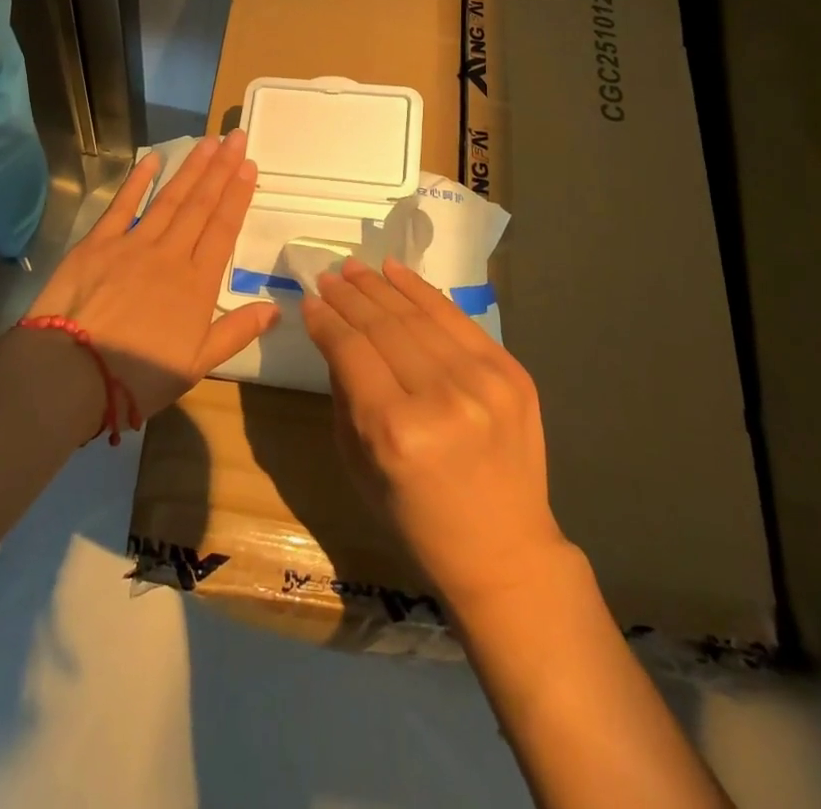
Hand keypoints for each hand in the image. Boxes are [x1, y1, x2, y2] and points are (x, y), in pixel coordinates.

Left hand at [29, 131, 279, 422]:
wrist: (73, 371)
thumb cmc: (138, 376)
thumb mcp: (197, 364)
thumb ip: (236, 331)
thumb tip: (275, 309)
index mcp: (197, 284)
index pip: (224, 228)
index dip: (238, 195)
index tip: (250, 166)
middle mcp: (171, 254)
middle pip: (201, 205)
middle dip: (221, 169)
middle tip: (236, 137)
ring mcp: (133, 244)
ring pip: (169, 198)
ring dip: (191, 168)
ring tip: (208, 141)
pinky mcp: (98, 243)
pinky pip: (122, 204)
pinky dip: (138, 180)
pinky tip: (153, 159)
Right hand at [304, 257, 571, 612]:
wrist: (505, 552)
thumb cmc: (417, 521)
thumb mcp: (359, 466)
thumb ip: (344, 395)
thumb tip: (334, 336)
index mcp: (396, 431)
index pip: (351, 351)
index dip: (326, 321)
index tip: (309, 300)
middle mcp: (442, 397)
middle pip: (383, 326)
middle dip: (349, 297)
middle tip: (328, 277)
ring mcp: (484, 380)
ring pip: (419, 314)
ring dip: (381, 286)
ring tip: (356, 268)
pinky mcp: (512, 372)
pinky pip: (457, 320)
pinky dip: (423, 291)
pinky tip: (396, 272)